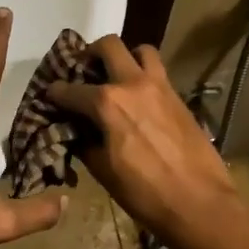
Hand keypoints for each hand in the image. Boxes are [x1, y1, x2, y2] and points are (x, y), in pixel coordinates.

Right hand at [45, 37, 238, 240]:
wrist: (199, 202)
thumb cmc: (144, 192)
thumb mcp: (103, 171)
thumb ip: (84, 143)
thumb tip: (75, 131)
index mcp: (107, 103)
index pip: (70, 90)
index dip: (55, 93)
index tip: (49, 95)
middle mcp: (132, 84)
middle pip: (108, 46)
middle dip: (90, 54)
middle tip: (84, 70)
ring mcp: (160, 86)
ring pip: (141, 50)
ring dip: (126, 57)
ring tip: (118, 76)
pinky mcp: (179, 96)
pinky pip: (158, 72)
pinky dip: (144, 75)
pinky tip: (139, 98)